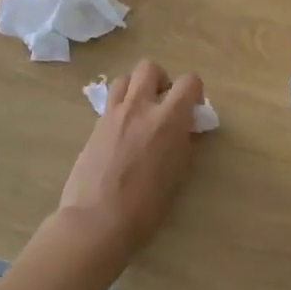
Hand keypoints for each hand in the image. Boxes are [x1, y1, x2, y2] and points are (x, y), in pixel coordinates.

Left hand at [54, 60, 205, 263]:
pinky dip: (121, 108)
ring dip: (137, 89)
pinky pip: (110, 102)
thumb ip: (184, 144)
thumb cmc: (145, 207)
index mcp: (167, 119)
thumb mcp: (177, 175)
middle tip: (164, 105)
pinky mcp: (94, 126)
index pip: (188, 81)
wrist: (96, 221)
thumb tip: (186, 129)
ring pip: (125, 79)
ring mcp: (113, 114)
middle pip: (150, 68)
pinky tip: (122, 133)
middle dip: (161, 81)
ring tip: (141, 113)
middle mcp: (139, 107)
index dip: (195, 91)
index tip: (193, 110)